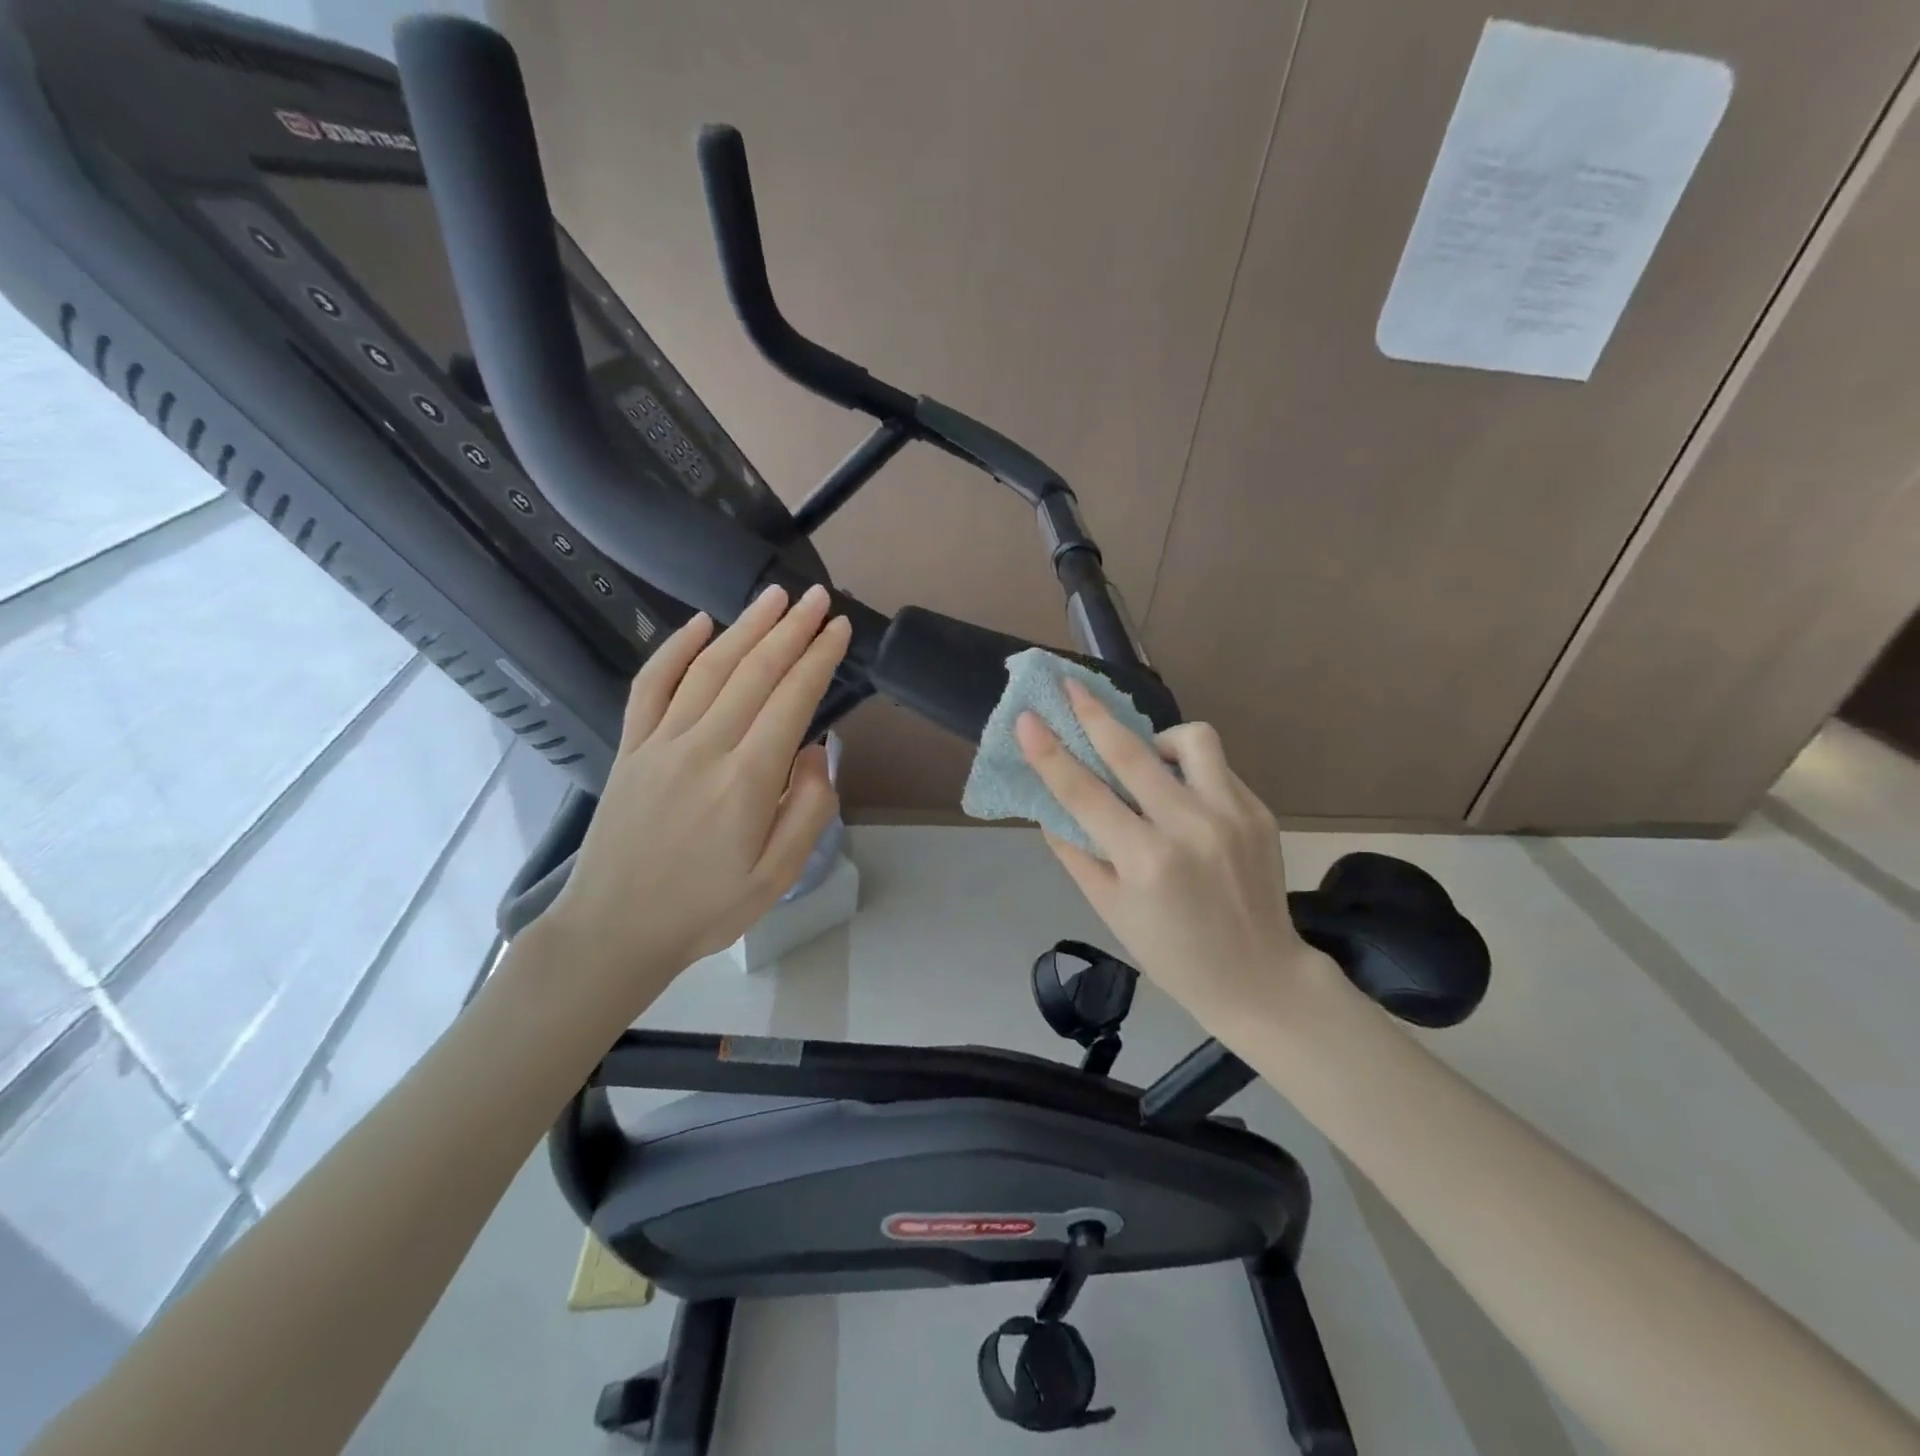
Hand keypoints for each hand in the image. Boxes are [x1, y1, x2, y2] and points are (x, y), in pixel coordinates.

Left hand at [532, 584, 850, 1020]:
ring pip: (708, 669)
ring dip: (744, 627)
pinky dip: (674, 650)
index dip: (818, 659)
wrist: (615, 930)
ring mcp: (660, 743)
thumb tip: (815, 750)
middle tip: (816, 597)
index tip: (838, 628)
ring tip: (774, 597)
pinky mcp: (630, 748)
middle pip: (754, 672)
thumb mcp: (777, 876)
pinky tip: (699, 623)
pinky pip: (650, 686)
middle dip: (790, 630)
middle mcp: (703, 748)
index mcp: (746, 781)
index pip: (791, 700)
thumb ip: (808, 810)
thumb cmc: (706, 909)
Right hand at [1016, 678, 1328, 1028]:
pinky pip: (1216, 767)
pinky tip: (1183, 799)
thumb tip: (1050, 804)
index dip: (1050, 753)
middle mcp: (1190, 827)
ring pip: (1191, 739)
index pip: (1084, 793)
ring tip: (1149, 762)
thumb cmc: (1172, 954)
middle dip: (1094, 712)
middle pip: (1132, 751)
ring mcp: (1232, 814)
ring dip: (1158, 739)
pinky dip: (1190, 771)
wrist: (1260, 979)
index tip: (1028, 718)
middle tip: (1070, 685)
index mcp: (1146, 860)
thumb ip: (1076, 852)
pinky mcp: (1259, 811)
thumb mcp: (1110, 909)